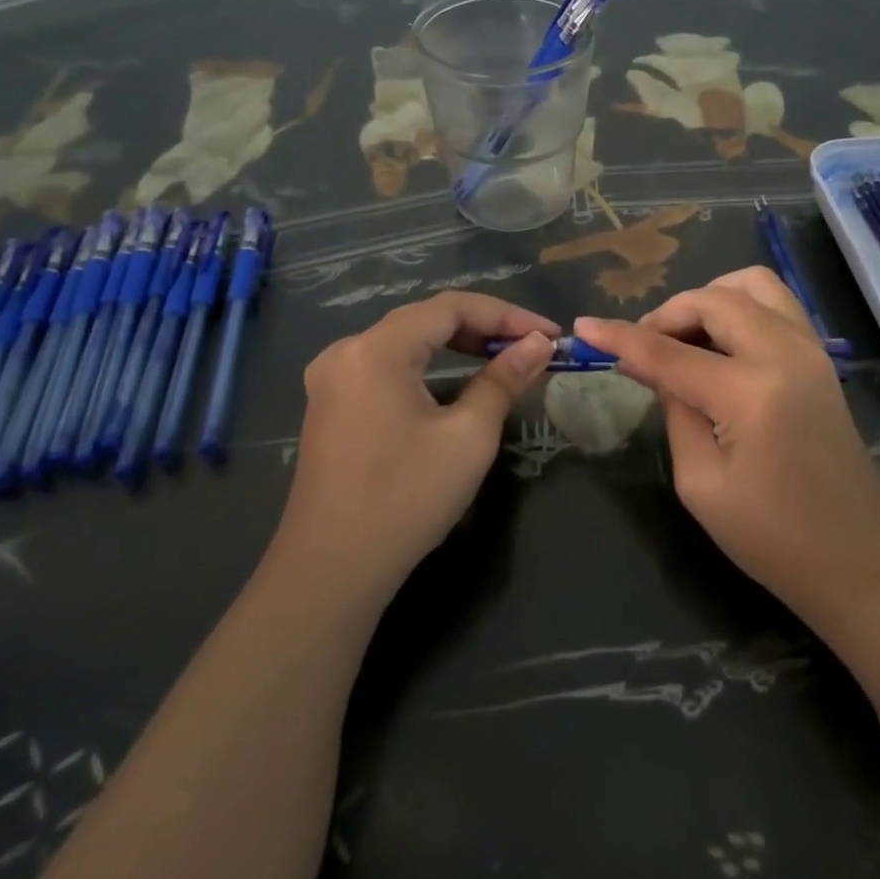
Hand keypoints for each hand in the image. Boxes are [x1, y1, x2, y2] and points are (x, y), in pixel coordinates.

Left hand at [275, 293, 557, 604]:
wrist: (331, 572)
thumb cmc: (405, 498)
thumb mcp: (468, 436)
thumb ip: (504, 379)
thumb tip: (538, 344)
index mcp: (375, 349)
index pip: (450, 307)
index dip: (506, 315)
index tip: (548, 334)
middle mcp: (346, 351)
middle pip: (425, 319)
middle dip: (483, 327)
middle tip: (530, 346)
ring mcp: (333, 379)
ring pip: (406, 341)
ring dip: (456, 344)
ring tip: (501, 357)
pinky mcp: (331, 405)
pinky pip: (387, 366)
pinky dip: (427, 365)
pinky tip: (455, 381)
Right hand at [578, 269, 879, 636]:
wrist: (860, 561)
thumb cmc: (773, 539)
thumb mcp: (701, 484)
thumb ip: (675, 411)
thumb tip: (656, 367)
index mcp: (750, 392)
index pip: (668, 352)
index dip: (620, 337)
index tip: (583, 328)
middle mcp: (785, 353)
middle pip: (713, 299)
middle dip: (668, 313)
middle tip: (643, 347)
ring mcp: (811, 349)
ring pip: (752, 285)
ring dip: (709, 299)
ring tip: (684, 337)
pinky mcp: (821, 357)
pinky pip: (775, 304)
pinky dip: (739, 306)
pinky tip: (720, 342)